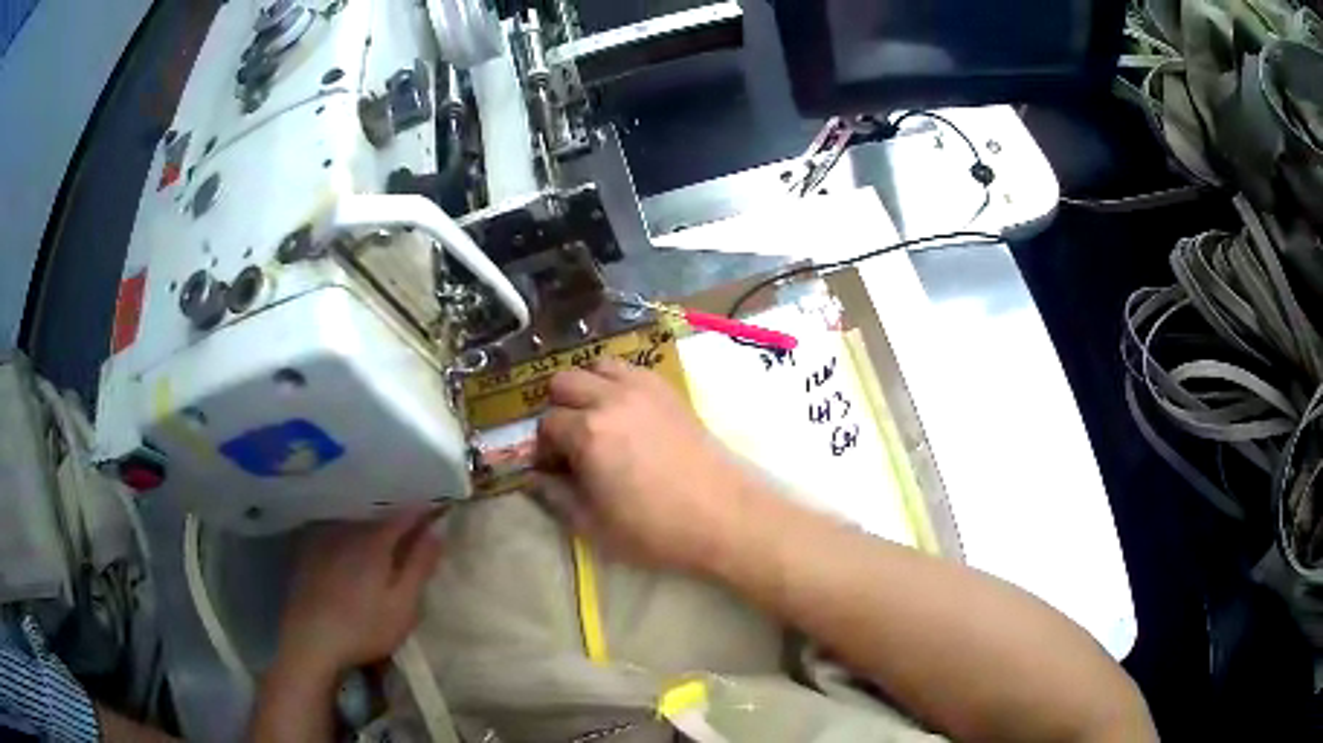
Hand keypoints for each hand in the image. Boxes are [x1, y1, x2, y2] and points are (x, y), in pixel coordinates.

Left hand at [275, 510, 443, 676]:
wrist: (310, 641)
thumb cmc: (364, 627)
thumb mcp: (403, 605)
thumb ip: (419, 566)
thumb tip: (436, 532)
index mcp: (375, 541)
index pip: (405, 515)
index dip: (425, 510)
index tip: (441, 508)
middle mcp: (348, 531)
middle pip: (378, 515)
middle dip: (398, 515)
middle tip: (416, 520)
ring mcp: (325, 540)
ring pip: (355, 522)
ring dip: (372, 521)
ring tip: (385, 529)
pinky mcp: (309, 553)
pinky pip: (335, 531)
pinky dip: (349, 532)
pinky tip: (351, 545)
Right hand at [534, 358, 763, 574]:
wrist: (724, 517)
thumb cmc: (655, 529)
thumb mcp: (593, 525)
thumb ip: (554, 496)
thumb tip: (533, 478)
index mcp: (588, 432)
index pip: (546, 424)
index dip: (544, 448)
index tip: (555, 469)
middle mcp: (611, 398)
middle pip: (564, 382)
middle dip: (558, 408)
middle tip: (571, 441)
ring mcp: (643, 388)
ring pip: (597, 365)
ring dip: (588, 387)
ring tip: (597, 420)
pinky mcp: (669, 390)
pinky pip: (631, 370)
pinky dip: (618, 383)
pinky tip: (627, 414)